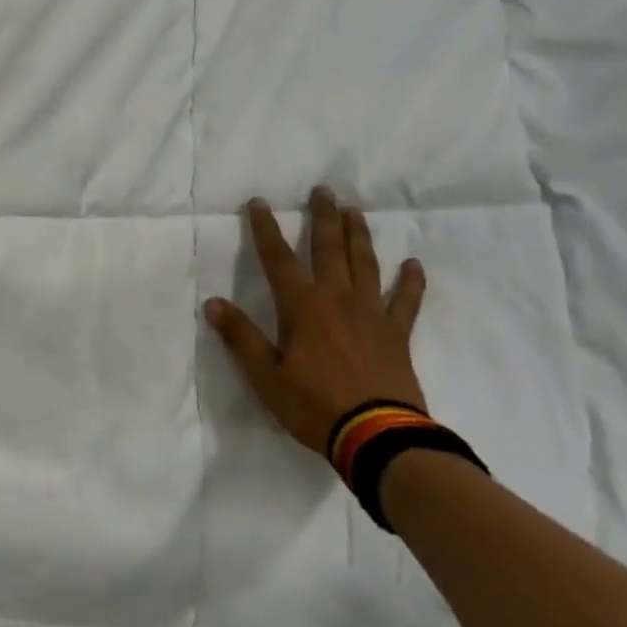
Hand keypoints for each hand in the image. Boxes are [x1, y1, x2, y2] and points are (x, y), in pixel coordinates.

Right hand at [204, 189, 428, 456]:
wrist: (377, 437)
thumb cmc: (314, 406)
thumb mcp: (265, 376)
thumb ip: (240, 337)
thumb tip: (212, 302)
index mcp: (302, 307)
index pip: (278, 258)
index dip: (265, 228)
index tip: (258, 202)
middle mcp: (337, 299)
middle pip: (328, 248)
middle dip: (323, 217)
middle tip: (323, 190)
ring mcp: (372, 313)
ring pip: (365, 263)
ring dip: (358, 235)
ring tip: (355, 211)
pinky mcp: (397, 333)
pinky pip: (407, 300)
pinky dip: (411, 281)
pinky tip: (413, 263)